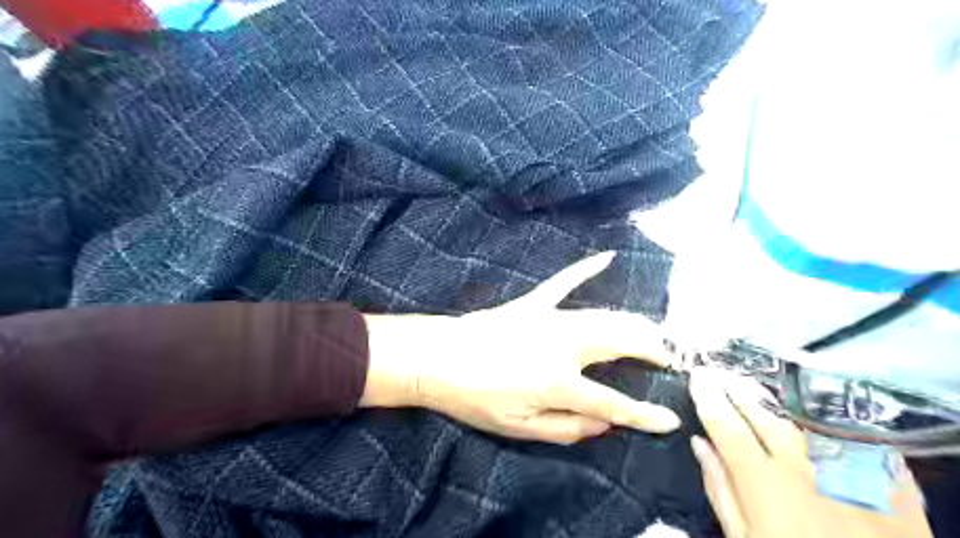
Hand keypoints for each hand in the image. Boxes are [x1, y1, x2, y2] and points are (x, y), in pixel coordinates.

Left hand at [361, 254, 681, 442]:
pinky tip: (607, 257)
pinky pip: (563, 282)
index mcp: (558, 383)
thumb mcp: (518, 428)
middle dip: (651, 350)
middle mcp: (562, 346)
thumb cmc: (474, 397)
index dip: (645, 416)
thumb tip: (603, 424)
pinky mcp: (533, 304)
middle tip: (669, 359)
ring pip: (604, 316)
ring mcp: (548, 319)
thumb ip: (566, 429)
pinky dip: (585, 269)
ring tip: (653, 333)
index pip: (613, 404)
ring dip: (633, 323)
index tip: (671, 420)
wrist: (436, 358)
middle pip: (620, 343)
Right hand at [687, 368, 935, 537]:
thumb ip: (720, 488)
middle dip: (734, 388)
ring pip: (799, 416)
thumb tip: (700, 445)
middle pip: (760, 412)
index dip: (707, 397)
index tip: (697, 377)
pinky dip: (820, 418)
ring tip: (751, 385)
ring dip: (770, 399)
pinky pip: (846, 431)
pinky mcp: (885, 473)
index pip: (725, 423)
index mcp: (763, 479)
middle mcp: (802, 462)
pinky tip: (808, 409)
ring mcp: (847, 463)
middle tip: (719, 372)